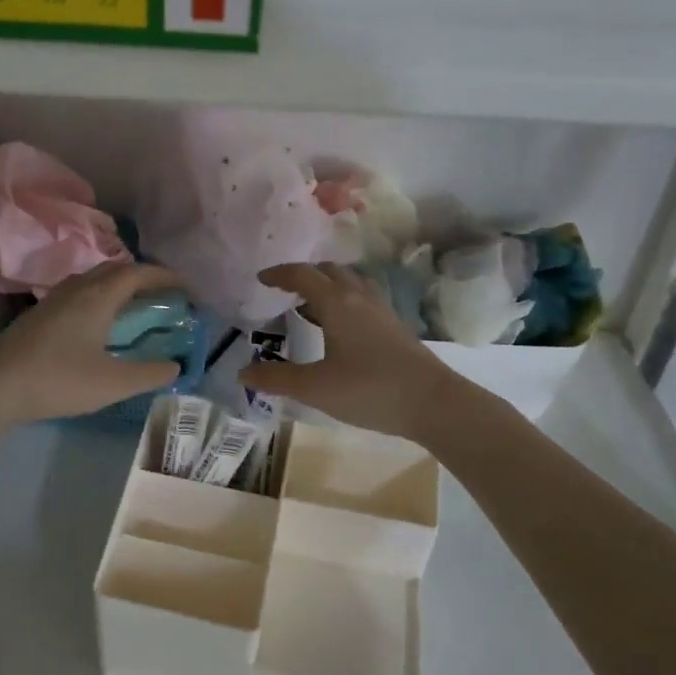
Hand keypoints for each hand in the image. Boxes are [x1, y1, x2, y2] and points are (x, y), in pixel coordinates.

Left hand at [0, 262, 183, 425]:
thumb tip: (175, 366)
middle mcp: (77, 289)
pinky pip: (78, 292)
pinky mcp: (38, 314)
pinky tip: (96, 321)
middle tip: (163, 293)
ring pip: (93, 279)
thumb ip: (149, 374)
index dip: (165, 276)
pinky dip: (98, 296)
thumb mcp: (113, 383)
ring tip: (133, 303)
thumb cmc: (59, 380)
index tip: (186, 286)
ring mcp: (53, 300)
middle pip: (115, 269)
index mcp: (98, 297)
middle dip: (142, 276)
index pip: (138, 273)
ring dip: (118, 284)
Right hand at [239, 263, 460, 441]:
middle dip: (305, 275)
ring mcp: (381, 311)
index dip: (279, 274)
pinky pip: (362, 300)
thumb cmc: (369, 389)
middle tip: (284, 291)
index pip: (303, 274)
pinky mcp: (394, 327)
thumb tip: (242, 372)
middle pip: (329, 271)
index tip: (261, 279)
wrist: (433, 403)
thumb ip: (276, 379)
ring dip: (327, 287)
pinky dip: (343, 302)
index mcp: (337, 303)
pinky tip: (339, 330)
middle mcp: (359, 298)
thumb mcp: (315, 388)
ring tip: (308, 307)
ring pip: (349, 284)